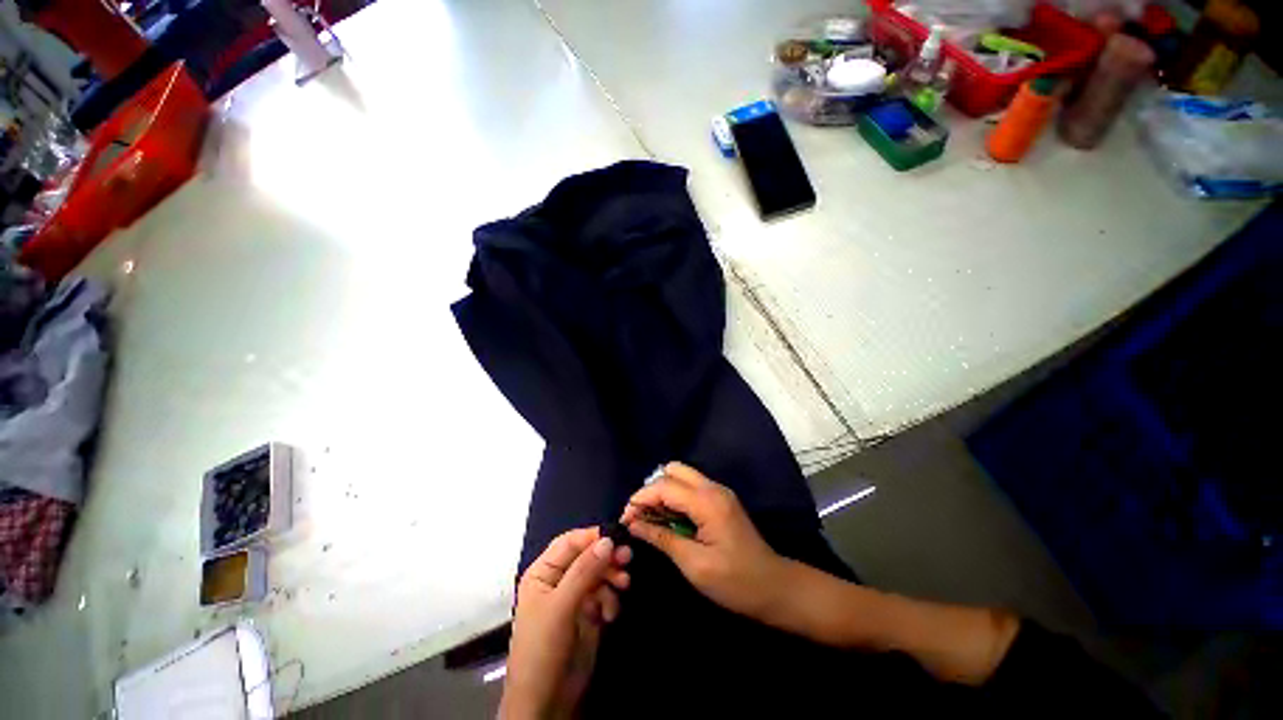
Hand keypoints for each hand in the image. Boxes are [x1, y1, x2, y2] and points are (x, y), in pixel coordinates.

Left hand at [501, 527, 631, 719]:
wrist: (546, 702)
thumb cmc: (542, 648)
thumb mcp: (561, 607)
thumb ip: (584, 571)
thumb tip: (608, 539)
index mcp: (543, 572)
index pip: (570, 542)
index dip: (592, 537)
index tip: (616, 538)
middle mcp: (559, 580)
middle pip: (587, 556)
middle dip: (607, 557)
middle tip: (628, 558)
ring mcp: (574, 597)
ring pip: (599, 574)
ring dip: (612, 577)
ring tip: (624, 585)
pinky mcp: (588, 614)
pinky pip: (604, 594)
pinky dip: (611, 599)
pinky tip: (612, 614)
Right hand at [622, 462, 787, 621]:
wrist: (775, 588)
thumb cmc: (735, 582)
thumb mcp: (694, 564)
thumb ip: (662, 538)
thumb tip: (633, 524)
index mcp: (707, 501)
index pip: (664, 486)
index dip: (641, 498)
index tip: (625, 518)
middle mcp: (713, 488)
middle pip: (672, 470)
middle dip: (651, 489)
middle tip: (640, 515)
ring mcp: (719, 492)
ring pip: (681, 476)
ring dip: (662, 492)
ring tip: (651, 518)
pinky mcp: (721, 500)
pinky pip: (691, 487)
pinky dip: (675, 497)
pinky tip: (669, 519)